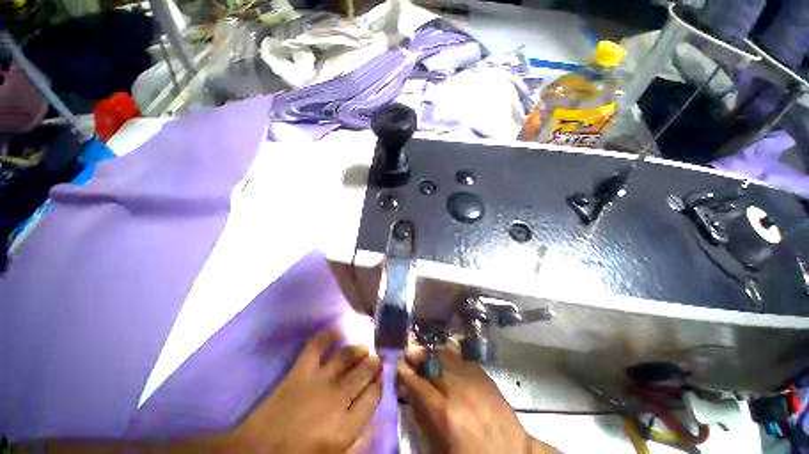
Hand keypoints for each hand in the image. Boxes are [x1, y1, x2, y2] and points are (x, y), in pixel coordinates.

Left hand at [229, 329, 381, 453]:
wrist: (256, 453)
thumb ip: (359, 440)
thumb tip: (379, 421)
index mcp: (346, 427)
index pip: (374, 396)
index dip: (381, 383)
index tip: (383, 376)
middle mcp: (337, 398)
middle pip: (364, 372)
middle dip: (374, 363)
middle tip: (377, 358)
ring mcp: (319, 380)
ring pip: (348, 356)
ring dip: (359, 350)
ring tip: (364, 349)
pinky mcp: (300, 370)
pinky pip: (317, 345)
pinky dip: (328, 335)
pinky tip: (337, 333)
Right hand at [397, 344, 559, 453]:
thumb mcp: (440, 445)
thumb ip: (424, 416)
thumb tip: (411, 392)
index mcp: (444, 413)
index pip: (418, 384)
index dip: (406, 371)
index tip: (399, 362)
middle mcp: (457, 389)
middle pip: (432, 363)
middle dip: (418, 355)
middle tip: (410, 351)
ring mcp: (473, 379)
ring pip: (447, 355)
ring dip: (434, 352)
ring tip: (427, 352)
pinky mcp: (484, 375)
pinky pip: (462, 358)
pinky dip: (451, 355)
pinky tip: (447, 355)